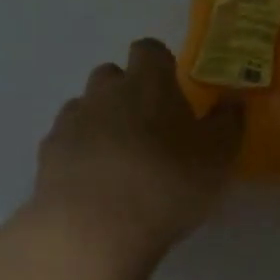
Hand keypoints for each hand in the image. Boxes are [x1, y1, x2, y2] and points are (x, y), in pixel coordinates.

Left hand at [29, 38, 243, 279]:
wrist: (93, 229)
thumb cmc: (167, 185)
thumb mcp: (218, 157)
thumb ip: (228, 122)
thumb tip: (232, 98)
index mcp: (148, 83)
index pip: (149, 49)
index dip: (160, 64)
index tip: (172, 88)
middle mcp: (105, 91)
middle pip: (111, 75)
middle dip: (127, 91)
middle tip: (148, 127)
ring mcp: (71, 121)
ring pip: (85, 106)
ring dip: (100, 120)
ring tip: (119, 158)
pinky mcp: (47, 154)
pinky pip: (65, 140)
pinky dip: (79, 151)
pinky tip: (92, 182)